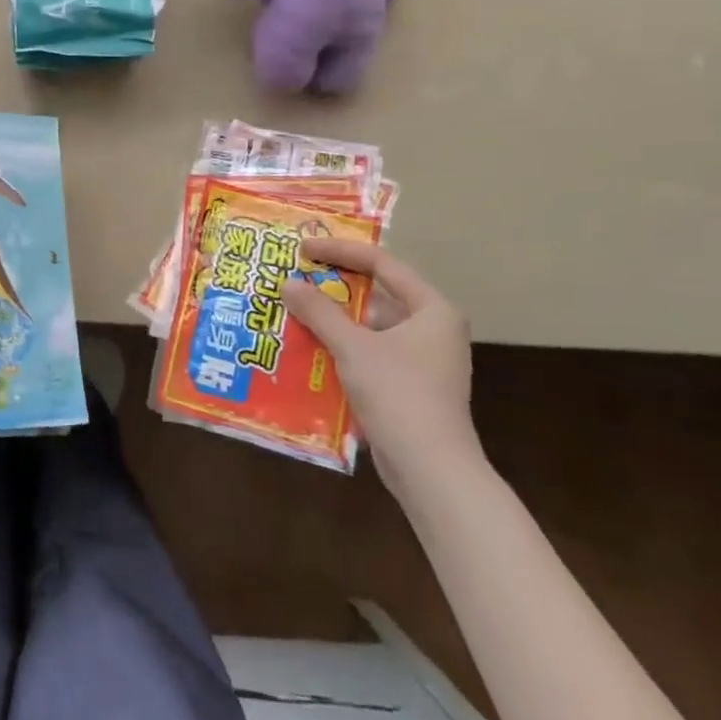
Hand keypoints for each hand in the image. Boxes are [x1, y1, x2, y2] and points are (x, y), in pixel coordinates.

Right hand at [280, 237, 480, 500]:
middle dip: (333, 290)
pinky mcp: (410, 388)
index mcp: (432, 310)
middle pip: (375, 296)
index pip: (382, 264)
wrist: (431, 470)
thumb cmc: (398, 394)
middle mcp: (433, 330)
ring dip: (333, 322)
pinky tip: (308, 351)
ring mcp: (423, 361)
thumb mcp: (352, 347)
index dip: (340, 251)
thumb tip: (287, 283)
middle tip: (295, 280)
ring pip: (370, 328)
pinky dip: (341, 349)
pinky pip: (370, 355)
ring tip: (293, 313)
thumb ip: (319, 311)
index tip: (302, 249)